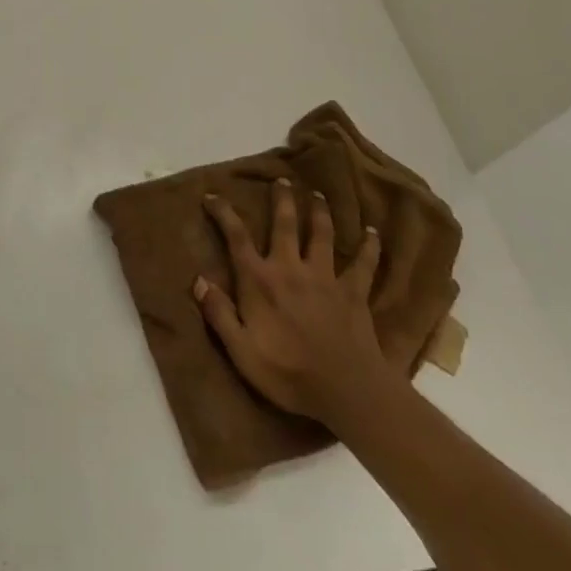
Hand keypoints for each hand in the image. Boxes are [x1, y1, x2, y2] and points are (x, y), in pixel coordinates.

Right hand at [193, 179, 400, 428]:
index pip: (236, 237)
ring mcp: (325, 278)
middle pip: (285, 224)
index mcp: (260, 281)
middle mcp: (291, 269)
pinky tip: (372, 232)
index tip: (212, 195)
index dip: (223, 213)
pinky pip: (364, 264)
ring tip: (318, 195)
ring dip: (319, 212)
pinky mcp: (354, 292)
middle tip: (281, 179)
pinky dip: (369, 246)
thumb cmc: (288, 374)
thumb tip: (198, 280)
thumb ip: (219, 314)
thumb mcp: (241, 351)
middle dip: (281, 199)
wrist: (346, 391)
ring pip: (322, 235)